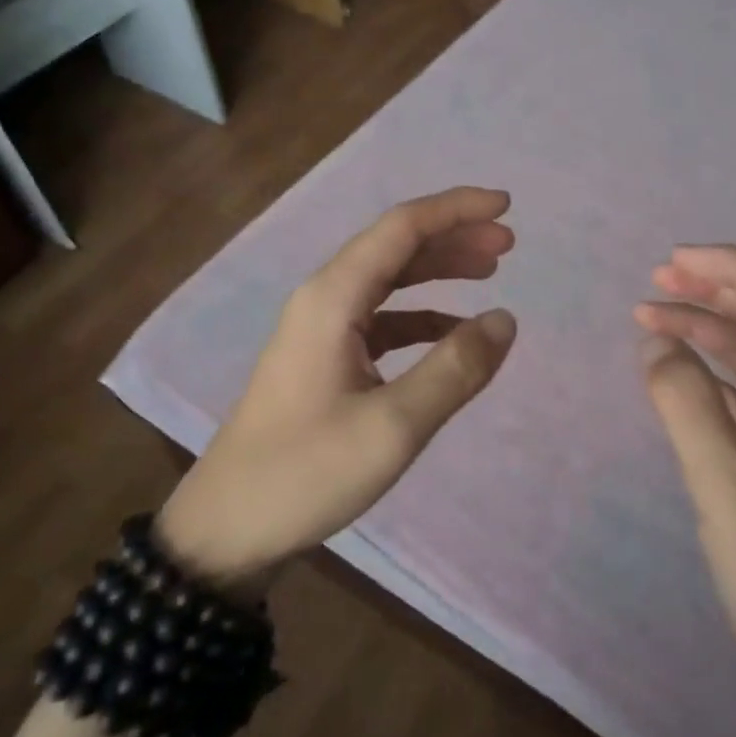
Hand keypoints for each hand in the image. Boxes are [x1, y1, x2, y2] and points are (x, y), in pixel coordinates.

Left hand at [158, 188, 517, 595]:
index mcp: (333, 298)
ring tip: (490, 273)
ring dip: (439, 270)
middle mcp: (324, 300)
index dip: (456, 209)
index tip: (507, 206)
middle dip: (454, 236)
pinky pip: (381, 319)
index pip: (402, 227)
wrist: (226, 529)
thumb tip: (504, 320)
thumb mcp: (393, 427)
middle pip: (396, 246)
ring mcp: (321, 330)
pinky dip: (422, 315)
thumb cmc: (306, 473)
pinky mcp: (324, 360)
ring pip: (389, 280)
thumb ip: (454, 369)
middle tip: (509, 244)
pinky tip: (451, 331)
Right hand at [635, 245, 735, 736]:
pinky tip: (671, 369)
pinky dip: (706, 374)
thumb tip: (655, 343)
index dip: (733, 269)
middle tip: (656, 276)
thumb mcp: (729, 488)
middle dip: (716, 290)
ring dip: (705, 330)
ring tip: (648, 314)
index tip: (674, 258)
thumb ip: (686, 407)